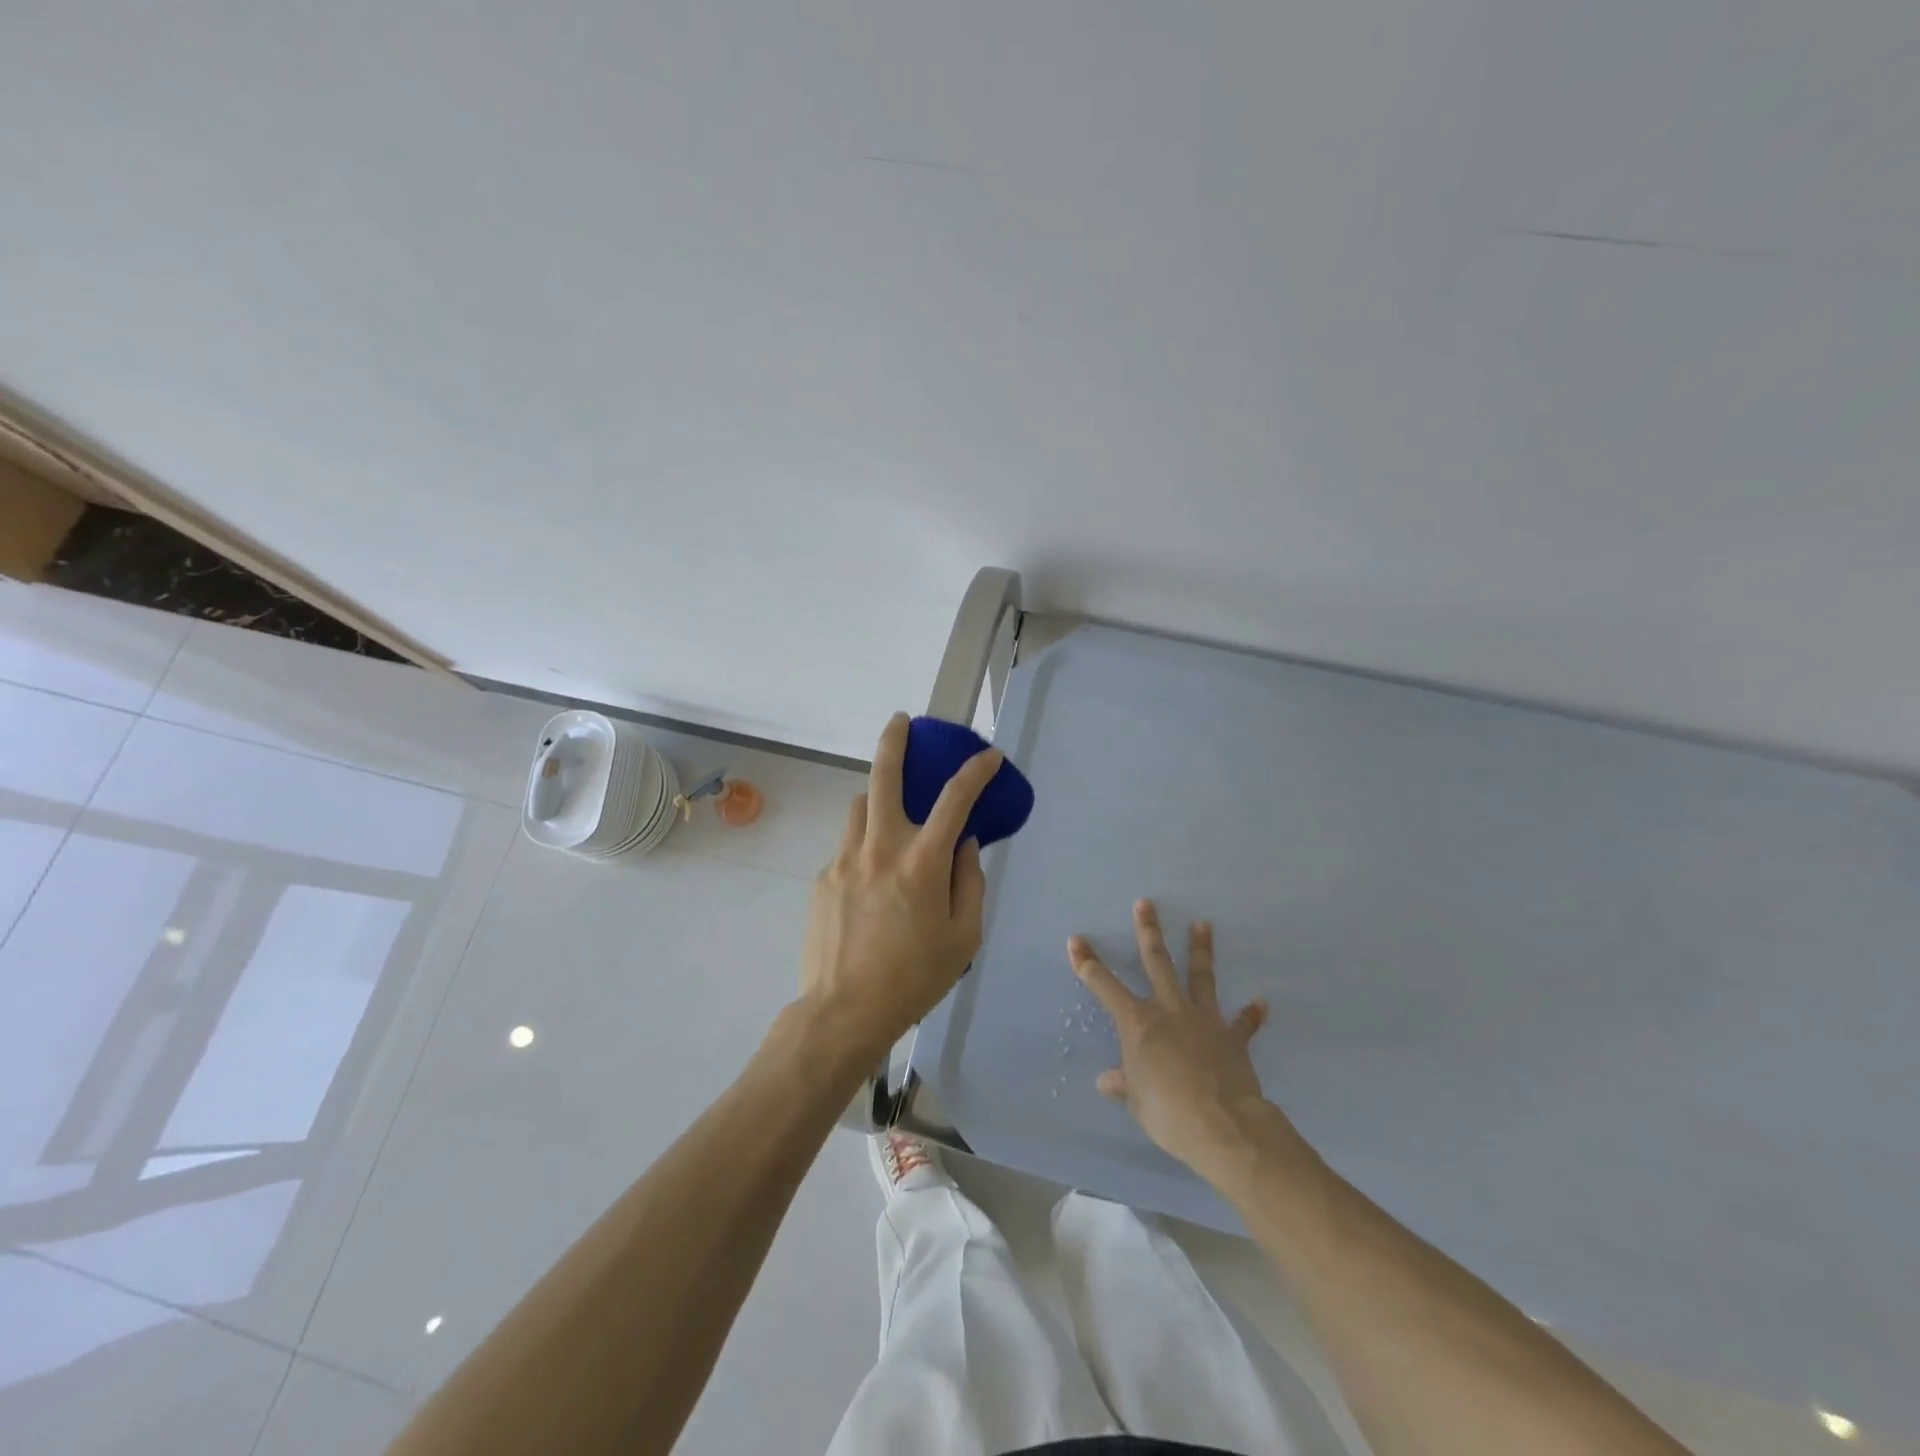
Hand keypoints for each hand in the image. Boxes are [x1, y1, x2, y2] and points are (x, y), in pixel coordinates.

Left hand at [798, 713, 1003, 1062]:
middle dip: (894, 741)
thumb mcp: (964, 936)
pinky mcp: (822, 877)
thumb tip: (966, 845)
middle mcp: (880, 848)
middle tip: (900, 721)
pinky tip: (869, 885)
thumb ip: (970, 882)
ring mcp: (845, 860)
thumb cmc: (915, 977)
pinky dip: (864, 851)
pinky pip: (847, 849)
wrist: (844, 1011)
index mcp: (922, 862)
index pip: (956, 800)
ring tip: (889, 820)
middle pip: (883, 777)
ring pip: (859, 808)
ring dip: (876, 802)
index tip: (989, 756)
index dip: (976, 771)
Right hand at [1070, 899, 1298, 1178]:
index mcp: (1138, 1023)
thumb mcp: (1137, 1101)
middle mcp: (1169, 1010)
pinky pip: (1242, 1023)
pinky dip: (1251, 1014)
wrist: (1223, 1125)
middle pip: (1157, 962)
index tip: (1076, 940)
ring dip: (1201, 950)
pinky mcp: (1232, 1037)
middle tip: (1145, 903)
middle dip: (1148, 932)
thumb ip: (1124, 1085)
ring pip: (1200, 976)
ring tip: (1203, 924)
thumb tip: (1107, 1081)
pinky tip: (1260, 1002)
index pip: (1104, 986)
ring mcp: (1203, 1019)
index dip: (1087, 963)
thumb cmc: (1168, 1113)